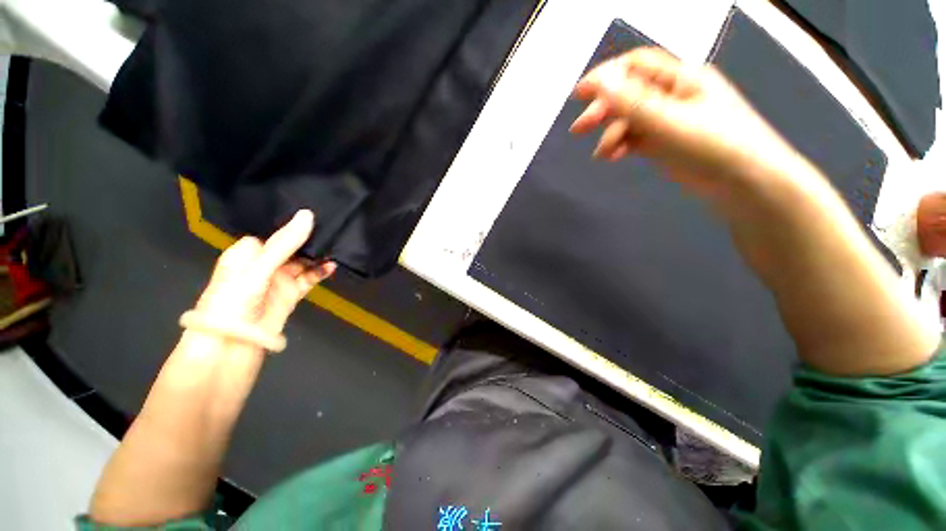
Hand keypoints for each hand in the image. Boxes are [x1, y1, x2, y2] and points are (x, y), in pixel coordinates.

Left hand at [193, 210, 335, 341]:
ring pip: (302, 263)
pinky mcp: (291, 293)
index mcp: (246, 254)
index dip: (289, 226)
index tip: (312, 214)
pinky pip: (309, 279)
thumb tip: (308, 215)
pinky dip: (320, 272)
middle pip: (290, 247)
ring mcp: (278, 280)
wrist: (233, 343)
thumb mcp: (259, 267)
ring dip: (317, 256)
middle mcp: (263, 265)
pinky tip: (332, 266)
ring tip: (336, 246)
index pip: (271, 233)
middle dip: (308, 239)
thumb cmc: (235, 299)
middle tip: (331, 226)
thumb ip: (284, 243)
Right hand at [570, 48, 801, 201]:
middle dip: (602, 109)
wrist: (743, 182)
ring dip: (611, 133)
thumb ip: (632, 102)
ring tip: (602, 154)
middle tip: (578, 129)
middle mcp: (672, 94)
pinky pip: (635, 137)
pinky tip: (613, 156)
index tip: (578, 95)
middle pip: (628, 94)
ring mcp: (668, 119)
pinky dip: (621, 145)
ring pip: (629, 119)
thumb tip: (601, 80)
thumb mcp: (669, 121)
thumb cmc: (712, 145)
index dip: (605, 76)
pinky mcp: (664, 141)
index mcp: (680, 77)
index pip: (635, 66)